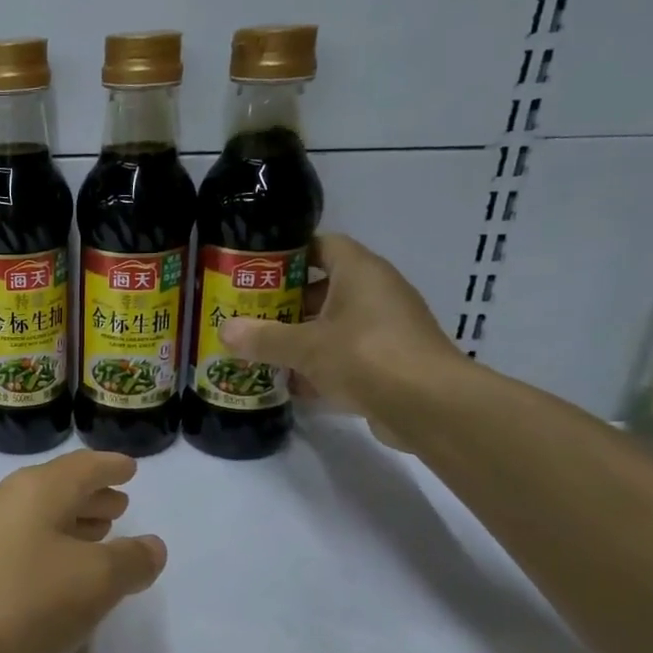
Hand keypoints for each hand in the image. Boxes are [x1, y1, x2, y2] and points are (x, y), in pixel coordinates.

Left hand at [0, 450, 166, 652]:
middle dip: (92, 496)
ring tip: (98, 535)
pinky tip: (55, 573)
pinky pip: (19, 541)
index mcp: (38, 488)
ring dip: (70, 523)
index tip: (130, 468)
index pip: (84, 466)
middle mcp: (6, 498)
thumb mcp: (93, 581)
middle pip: (58, 488)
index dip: (111, 467)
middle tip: (121, 504)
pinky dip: (46, 547)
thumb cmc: (20, 599)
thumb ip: (129, 560)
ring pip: (37, 516)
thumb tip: (151, 546)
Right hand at [219, 233, 463, 449]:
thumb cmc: (366, 356)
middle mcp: (376, 293)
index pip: (322, 244)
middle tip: (247, 313)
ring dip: (299, 337)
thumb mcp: (305, 346)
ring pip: (332, 325)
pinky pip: (345, 356)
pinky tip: (288, 383)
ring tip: (259, 348)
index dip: (288, 253)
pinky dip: (318, 367)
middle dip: (285, 302)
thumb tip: (224, 330)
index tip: (254, 270)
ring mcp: (385, 329)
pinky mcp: (388, 363)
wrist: (429, 407)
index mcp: (360, 272)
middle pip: (323, 287)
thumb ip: (263, 338)